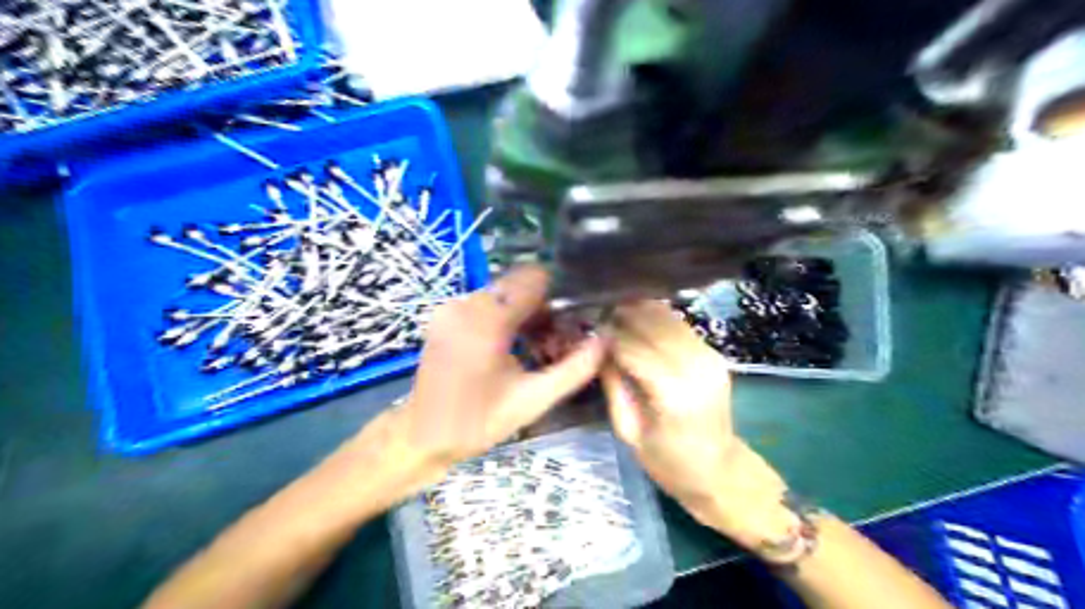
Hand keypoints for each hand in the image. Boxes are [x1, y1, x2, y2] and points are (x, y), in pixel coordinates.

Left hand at [395, 264, 607, 469]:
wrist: (422, 435)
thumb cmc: (478, 422)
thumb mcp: (533, 400)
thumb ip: (575, 369)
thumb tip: (606, 340)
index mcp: (487, 320)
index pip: (534, 278)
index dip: (558, 295)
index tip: (570, 322)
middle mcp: (466, 303)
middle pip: (519, 284)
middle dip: (543, 307)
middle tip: (553, 343)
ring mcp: (451, 306)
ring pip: (504, 291)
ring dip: (525, 312)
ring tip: (534, 349)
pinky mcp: (444, 313)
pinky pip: (486, 301)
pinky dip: (505, 316)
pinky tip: (510, 346)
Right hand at [601, 303, 788, 554]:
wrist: (718, 470)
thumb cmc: (668, 462)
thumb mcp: (628, 431)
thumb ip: (613, 386)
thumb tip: (598, 348)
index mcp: (672, 395)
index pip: (633, 348)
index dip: (608, 336)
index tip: (589, 333)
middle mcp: (695, 368)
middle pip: (653, 324)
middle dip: (623, 316)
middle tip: (599, 318)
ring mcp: (710, 357)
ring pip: (668, 318)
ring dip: (640, 311)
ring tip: (616, 317)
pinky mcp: (715, 353)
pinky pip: (680, 325)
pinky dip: (657, 318)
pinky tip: (639, 322)